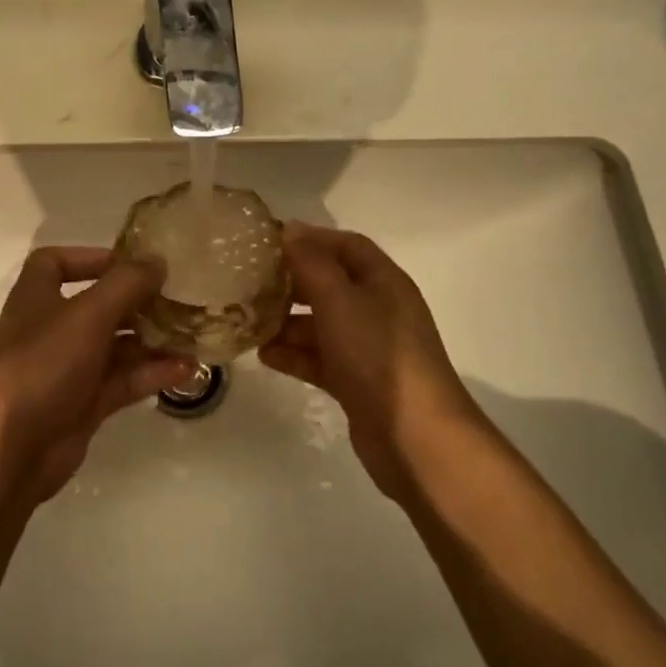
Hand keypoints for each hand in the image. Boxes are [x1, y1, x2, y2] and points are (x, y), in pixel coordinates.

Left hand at [0, 246, 198, 499]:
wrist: (10, 448)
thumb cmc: (43, 364)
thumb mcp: (88, 314)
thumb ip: (126, 284)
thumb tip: (157, 260)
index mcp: (38, 297)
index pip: (57, 263)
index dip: (92, 257)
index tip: (133, 262)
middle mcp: (52, 328)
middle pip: (98, 305)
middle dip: (138, 301)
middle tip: (179, 298)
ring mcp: (68, 368)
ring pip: (116, 346)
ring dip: (152, 339)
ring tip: (192, 335)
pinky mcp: (84, 404)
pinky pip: (123, 380)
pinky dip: (151, 373)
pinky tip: (186, 369)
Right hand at [259, 222, 481, 495]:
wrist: (415, 437)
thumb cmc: (377, 355)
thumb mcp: (340, 300)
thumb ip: (312, 263)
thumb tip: (291, 229)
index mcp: (383, 282)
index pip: (347, 245)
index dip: (311, 239)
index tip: (270, 241)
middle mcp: (378, 309)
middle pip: (330, 284)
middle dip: (292, 282)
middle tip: (251, 283)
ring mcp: (367, 348)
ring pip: (321, 324)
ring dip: (287, 322)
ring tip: (250, 323)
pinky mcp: (356, 381)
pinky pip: (319, 358)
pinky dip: (294, 354)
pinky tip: (265, 356)